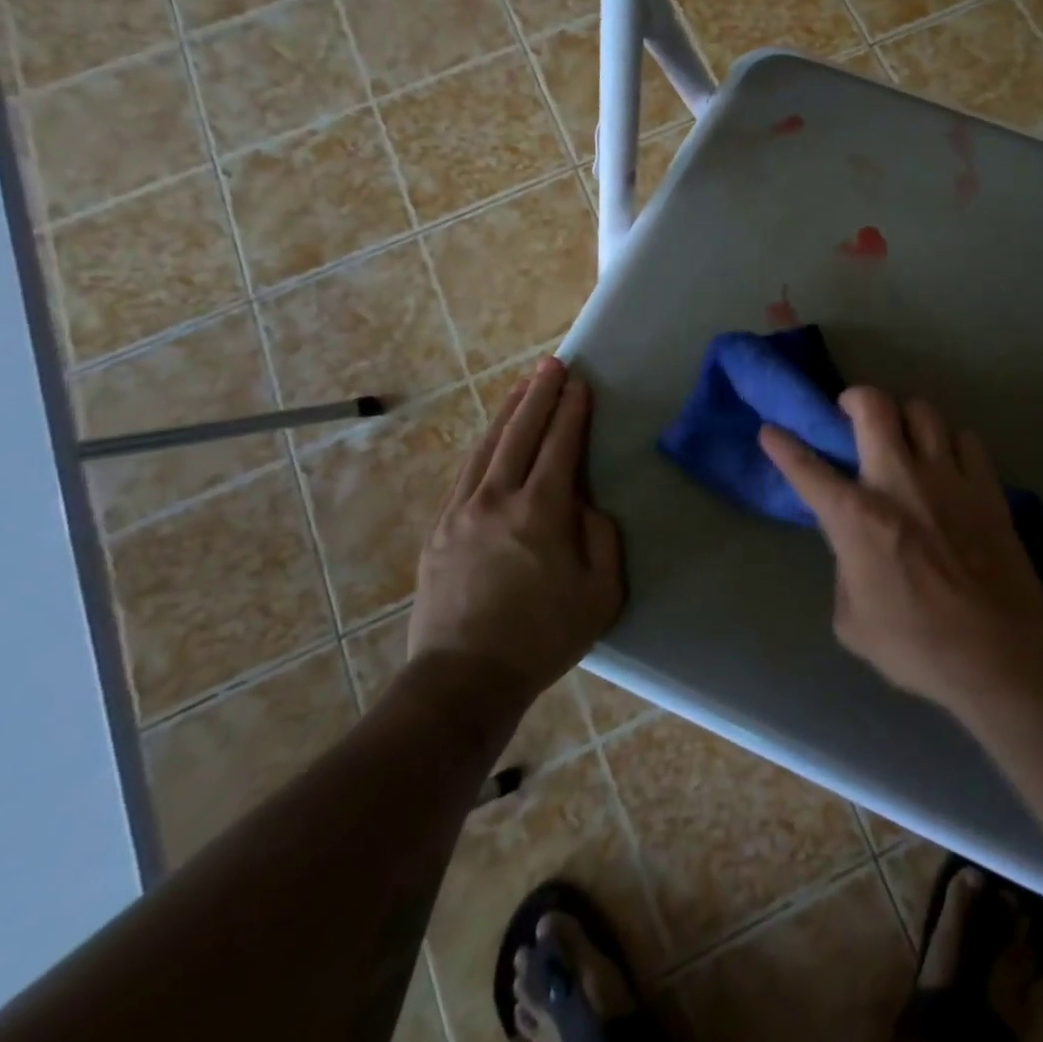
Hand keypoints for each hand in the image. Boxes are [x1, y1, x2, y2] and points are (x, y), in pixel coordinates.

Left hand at [407, 358, 623, 721]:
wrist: (465, 678)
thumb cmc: (544, 637)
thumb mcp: (601, 593)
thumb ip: (602, 538)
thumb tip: (586, 505)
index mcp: (541, 512)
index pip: (560, 446)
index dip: (572, 411)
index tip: (580, 383)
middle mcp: (498, 500)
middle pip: (520, 433)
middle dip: (539, 394)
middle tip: (552, 364)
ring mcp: (462, 512)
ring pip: (487, 447)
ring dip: (509, 412)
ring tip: (524, 384)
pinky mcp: (440, 529)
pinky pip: (465, 472)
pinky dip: (484, 444)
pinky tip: (492, 436)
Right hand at [758, 389, 1042, 711]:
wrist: (997, 654)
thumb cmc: (915, 645)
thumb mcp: (852, 620)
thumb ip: (846, 571)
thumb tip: (856, 549)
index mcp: (856, 518)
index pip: (807, 470)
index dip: (783, 446)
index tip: (771, 429)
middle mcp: (899, 482)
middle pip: (874, 407)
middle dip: (855, 397)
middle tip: (850, 410)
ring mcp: (947, 478)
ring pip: (924, 411)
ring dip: (906, 417)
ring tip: (904, 436)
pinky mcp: (987, 487)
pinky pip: (966, 439)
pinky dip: (951, 443)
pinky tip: (949, 464)